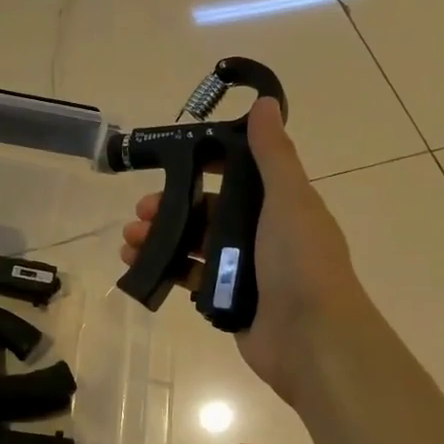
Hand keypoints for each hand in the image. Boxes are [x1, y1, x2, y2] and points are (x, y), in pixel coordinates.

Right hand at [120, 99, 366, 406]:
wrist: (313, 341)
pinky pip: (193, 278)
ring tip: (130, 241)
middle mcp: (263, 233)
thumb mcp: (289, 198)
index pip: (238, 175)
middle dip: (172, 207)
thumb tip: (264, 102)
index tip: (172, 162)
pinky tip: (140, 267)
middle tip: (141, 212)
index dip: (205, 166)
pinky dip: (168, 270)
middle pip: (208, 211)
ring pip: (195, 244)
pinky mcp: (228, 300)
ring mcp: (245, 270)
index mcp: (280, 205)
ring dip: (162, 238)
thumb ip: (273, 153)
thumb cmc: (300, 262)